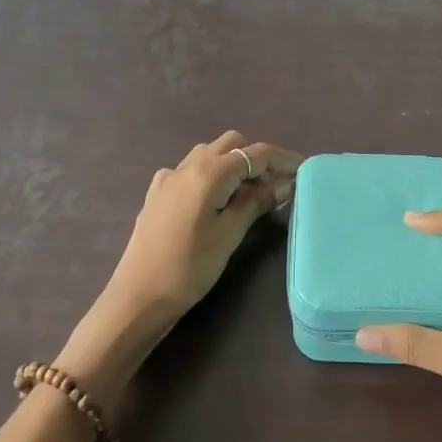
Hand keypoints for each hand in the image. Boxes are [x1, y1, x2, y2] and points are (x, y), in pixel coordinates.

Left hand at [60, 131, 298, 406]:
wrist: (137, 297)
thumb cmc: (189, 267)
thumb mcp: (229, 235)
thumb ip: (255, 203)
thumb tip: (281, 184)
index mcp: (209, 172)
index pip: (256, 153)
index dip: (283, 160)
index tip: (305, 170)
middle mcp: (188, 165)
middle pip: (232, 144)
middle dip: (257, 158)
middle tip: (277, 185)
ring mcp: (169, 177)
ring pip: (210, 154)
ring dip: (233, 164)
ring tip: (249, 194)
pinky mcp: (158, 193)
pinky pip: (190, 170)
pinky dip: (210, 175)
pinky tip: (214, 201)